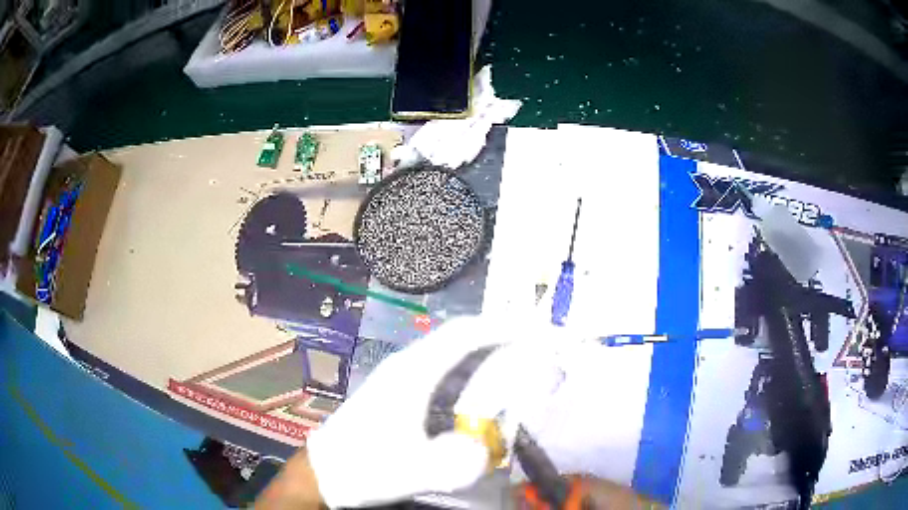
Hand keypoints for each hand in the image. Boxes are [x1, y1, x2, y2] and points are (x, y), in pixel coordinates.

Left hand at [306, 316, 564, 507]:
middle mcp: (408, 366)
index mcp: (411, 374)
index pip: (463, 335)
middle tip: (538, 350)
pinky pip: (444, 372)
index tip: (537, 331)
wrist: (326, 472)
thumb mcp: (407, 472)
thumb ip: (448, 464)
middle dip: (501, 337)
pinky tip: (484, 395)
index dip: (502, 327)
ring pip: (452, 354)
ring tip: (520, 367)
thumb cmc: (363, 467)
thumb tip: (487, 450)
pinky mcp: (400, 393)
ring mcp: (402, 378)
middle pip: (461, 338)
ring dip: (487, 354)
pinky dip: (471, 373)